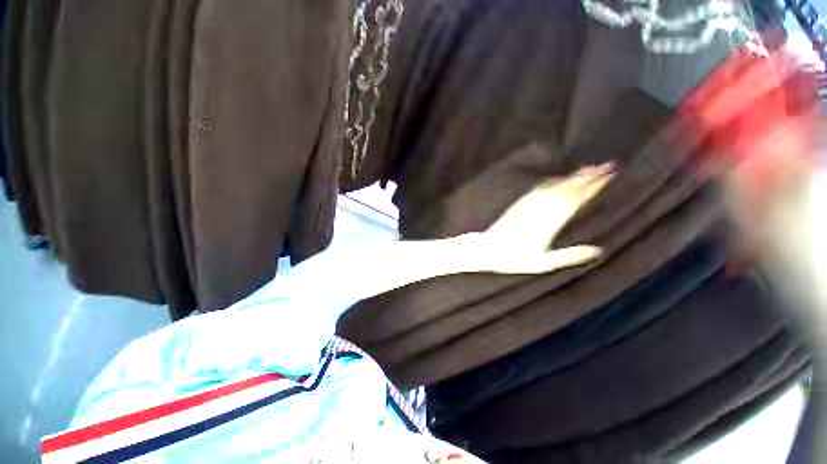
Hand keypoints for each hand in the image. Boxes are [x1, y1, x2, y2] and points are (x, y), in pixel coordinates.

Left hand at [466, 163, 614, 274]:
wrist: (487, 249)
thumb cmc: (514, 259)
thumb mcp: (543, 263)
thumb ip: (569, 256)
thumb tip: (598, 250)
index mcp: (550, 223)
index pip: (576, 200)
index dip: (593, 187)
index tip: (609, 176)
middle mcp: (540, 209)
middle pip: (568, 188)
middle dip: (588, 176)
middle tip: (607, 165)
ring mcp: (528, 205)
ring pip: (554, 185)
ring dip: (572, 176)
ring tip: (589, 168)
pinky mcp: (519, 204)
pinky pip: (539, 188)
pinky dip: (552, 181)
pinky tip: (559, 178)